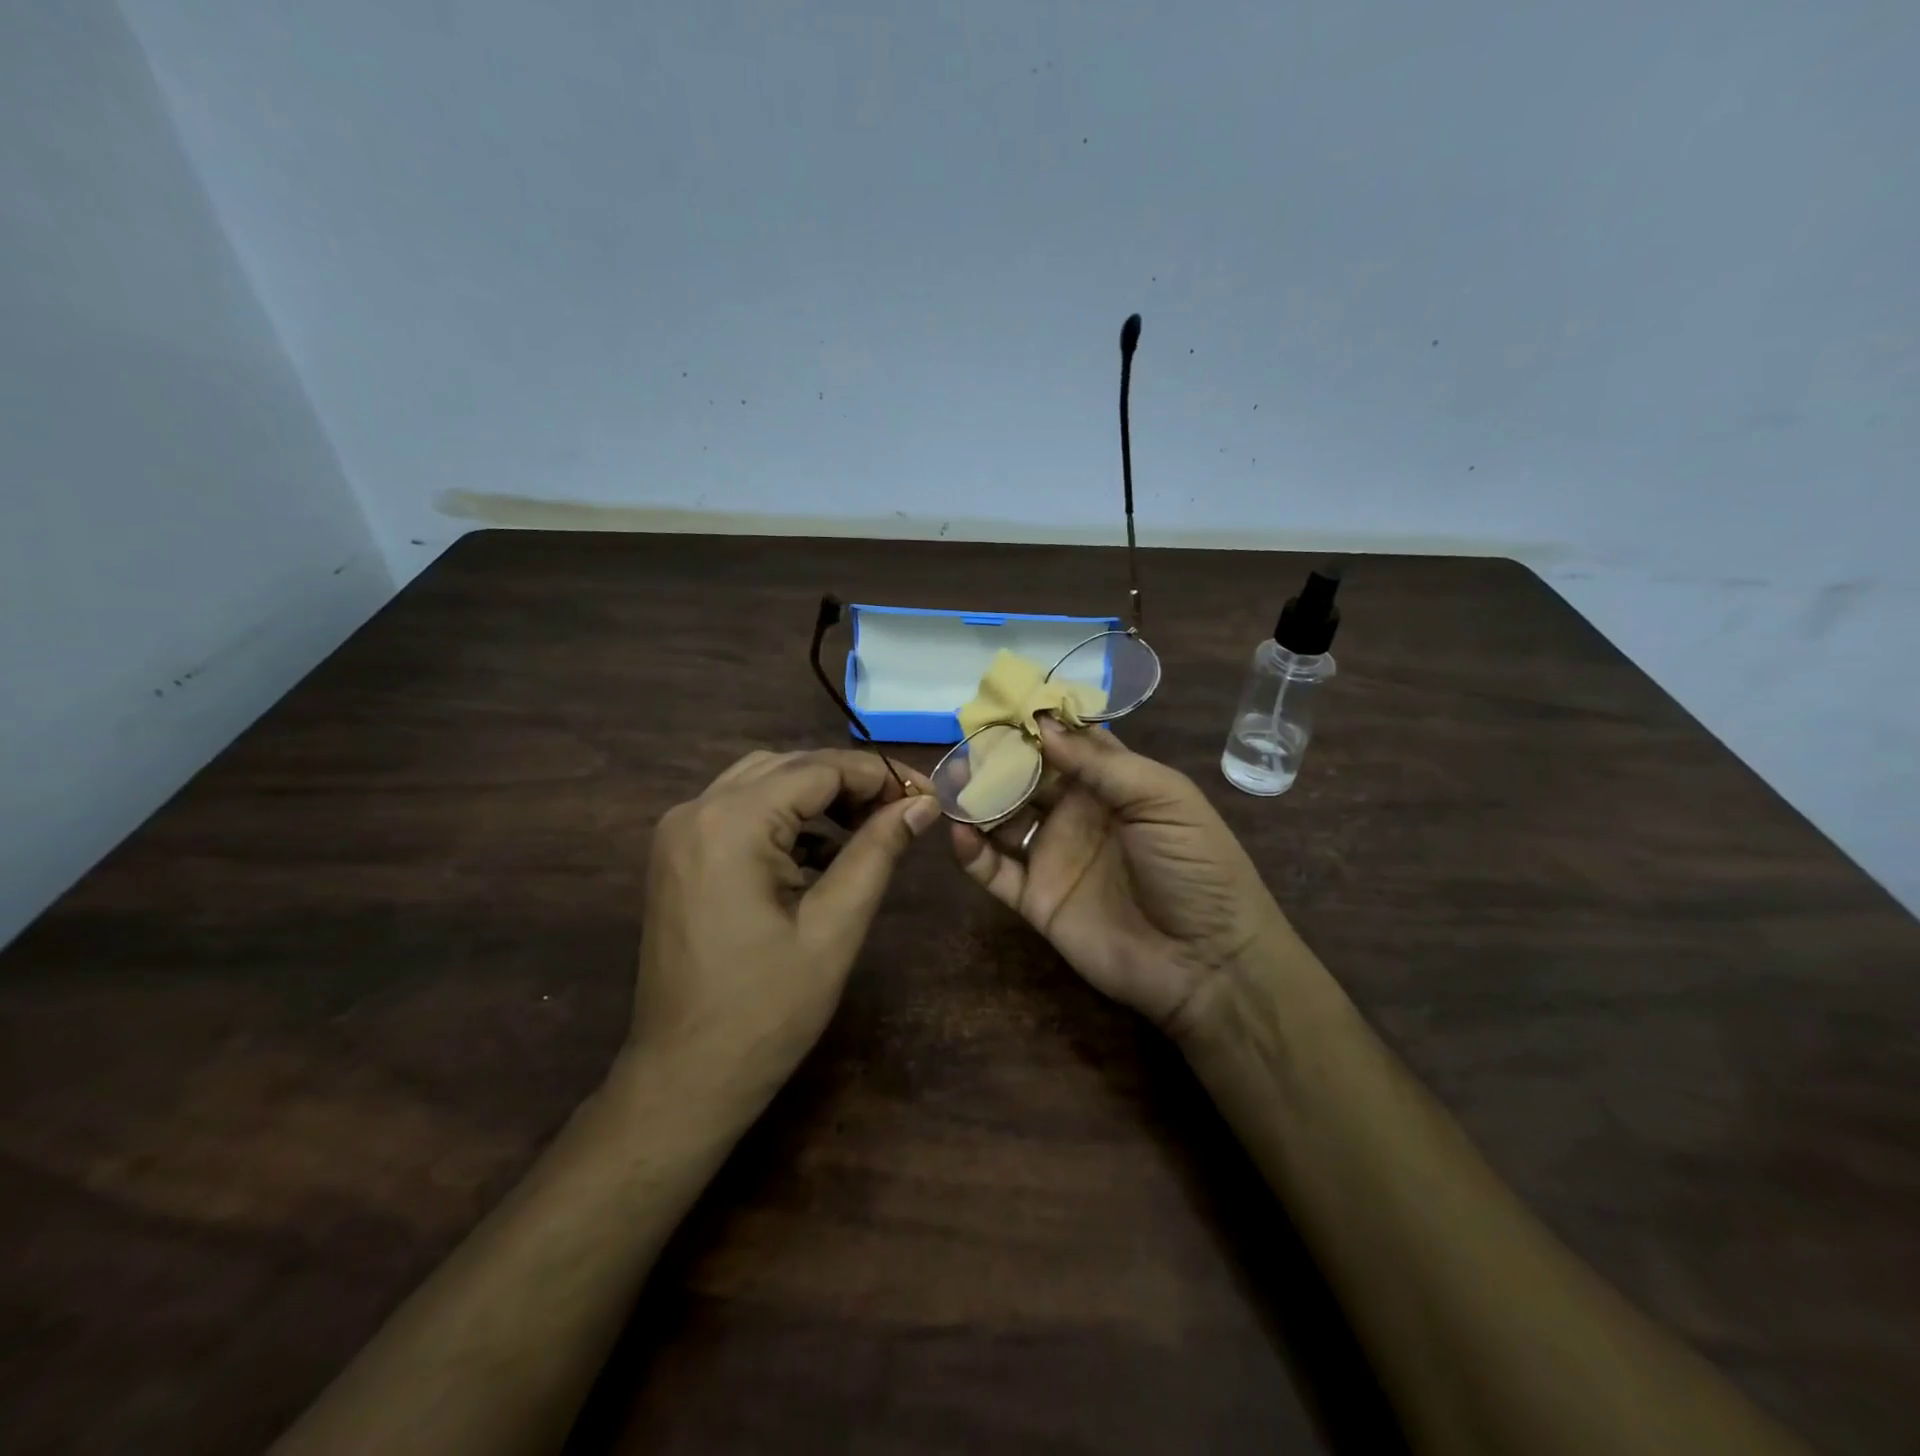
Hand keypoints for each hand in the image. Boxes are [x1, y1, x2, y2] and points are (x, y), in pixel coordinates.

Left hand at [631, 749, 940, 1096]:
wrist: (685, 1079)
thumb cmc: (767, 1011)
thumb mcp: (835, 927)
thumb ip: (878, 852)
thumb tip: (923, 803)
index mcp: (730, 823)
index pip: (818, 769)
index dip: (878, 776)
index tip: (926, 794)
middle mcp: (695, 811)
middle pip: (787, 767)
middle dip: (849, 782)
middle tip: (901, 811)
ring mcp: (679, 833)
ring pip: (762, 784)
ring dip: (816, 797)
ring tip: (868, 828)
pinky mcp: (678, 856)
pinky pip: (739, 813)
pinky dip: (784, 821)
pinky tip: (822, 854)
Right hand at [951, 720, 1293, 1035]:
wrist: (1206, 961)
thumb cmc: (1195, 867)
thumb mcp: (1162, 799)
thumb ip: (1100, 763)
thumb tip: (1041, 723)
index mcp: (1113, 784)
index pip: (1067, 743)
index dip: (1037, 724)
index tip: (1000, 702)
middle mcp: (1078, 814)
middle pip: (1027, 777)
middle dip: (997, 758)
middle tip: (964, 743)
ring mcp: (1054, 856)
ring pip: (1003, 819)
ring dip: (977, 800)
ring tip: (950, 784)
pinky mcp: (1036, 899)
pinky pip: (995, 872)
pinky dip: (972, 853)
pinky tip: (960, 833)